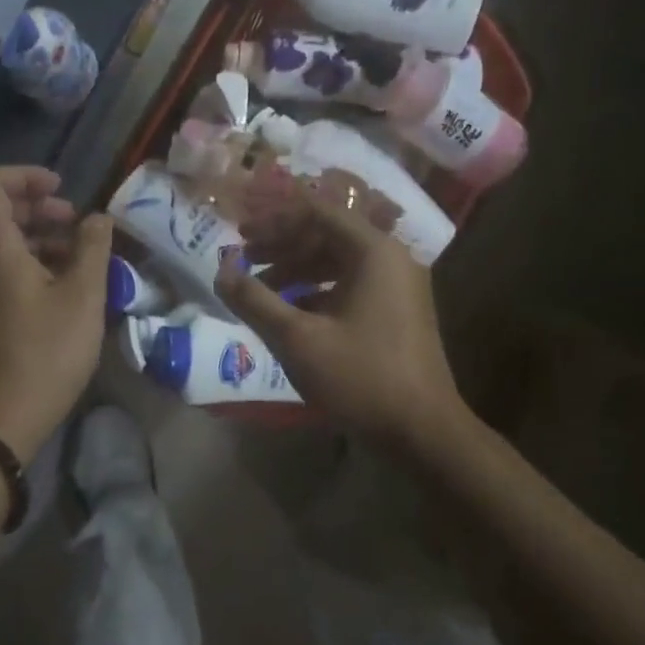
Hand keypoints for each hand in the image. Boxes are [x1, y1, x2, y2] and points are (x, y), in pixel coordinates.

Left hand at [0, 166, 111, 462]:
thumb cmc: (45, 355)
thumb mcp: (83, 297)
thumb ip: (92, 248)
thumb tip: (97, 217)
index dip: (25, 175)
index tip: (62, 188)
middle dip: (34, 204)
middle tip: (72, 218)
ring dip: (33, 233)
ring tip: (75, 251)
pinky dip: (25, 259)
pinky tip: (60, 282)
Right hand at [216, 186, 465, 447]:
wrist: (424, 432)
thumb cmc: (361, 378)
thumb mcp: (297, 339)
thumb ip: (255, 300)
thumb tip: (221, 272)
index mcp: (374, 251)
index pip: (318, 212)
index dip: (275, 221)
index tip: (241, 236)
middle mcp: (391, 258)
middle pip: (328, 234)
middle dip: (283, 245)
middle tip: (244, 259)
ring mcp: (398, 286)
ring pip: (338, 261)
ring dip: (297, 269)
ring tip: (260, 289)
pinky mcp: (397, 311)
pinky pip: (351, 285)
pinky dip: (318, 291)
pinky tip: (290, 312)